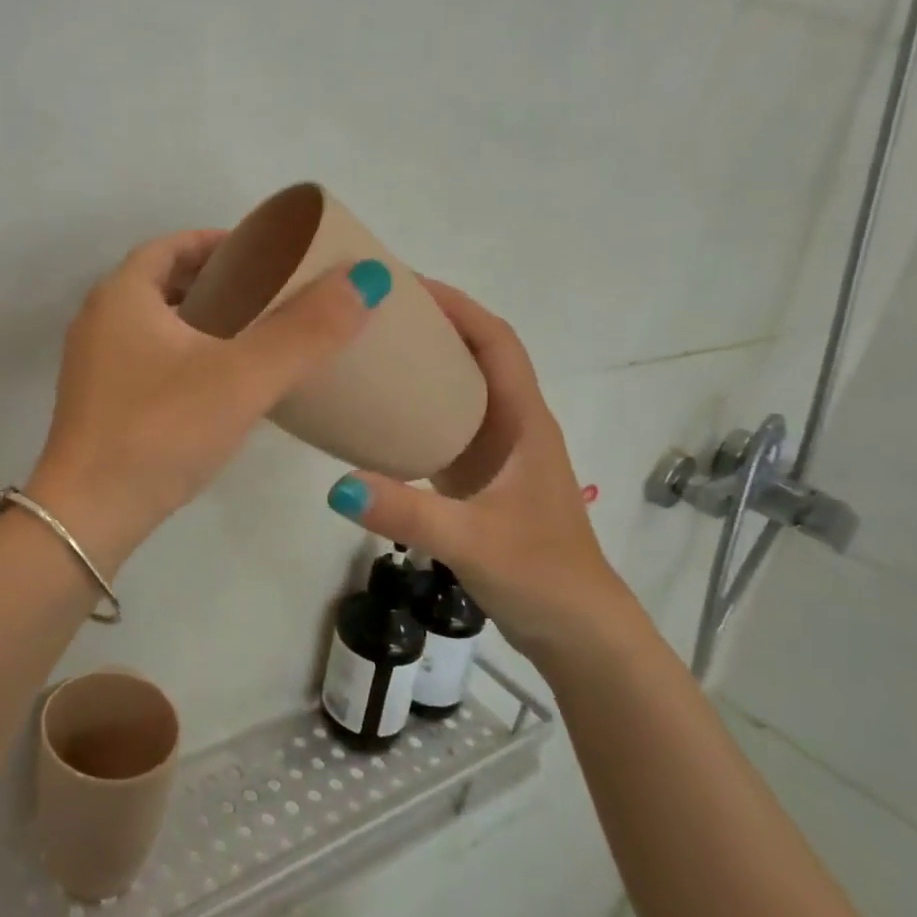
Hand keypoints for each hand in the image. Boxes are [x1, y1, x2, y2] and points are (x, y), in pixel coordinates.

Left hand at [27, 229, 388, 573]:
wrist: (89, 517)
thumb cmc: (161, 432)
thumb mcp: (242, 377)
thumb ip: (305, 330)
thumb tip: (364, 278)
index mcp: (121, 295)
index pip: (172, 245)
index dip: (219, 242)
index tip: (265, 253)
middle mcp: (99, 320)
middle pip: (163, 282)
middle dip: (216, 281)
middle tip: (269, 295)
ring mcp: (94, 365)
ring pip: (156, 324)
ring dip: (201, 320)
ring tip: (254, 336)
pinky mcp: (99, 404)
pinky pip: (149, 358)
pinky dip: (186, 355)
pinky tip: (221, 384)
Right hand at [323, 280, 637, 664]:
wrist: (578, 631)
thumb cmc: (541, 575)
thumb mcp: (472, 541)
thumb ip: (407, 513)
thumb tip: (337, 484)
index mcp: (523, 421)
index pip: (495, 341)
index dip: (457, 306)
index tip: (406, 284)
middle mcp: (511, 424)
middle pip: (474, 353)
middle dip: (432, 324)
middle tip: (371, 312)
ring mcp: (496, 452)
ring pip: (460, 388)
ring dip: (424, 362)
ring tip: (368, 350)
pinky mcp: (479, 477)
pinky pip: (446, 423)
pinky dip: (416, 406)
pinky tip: (377, 415)